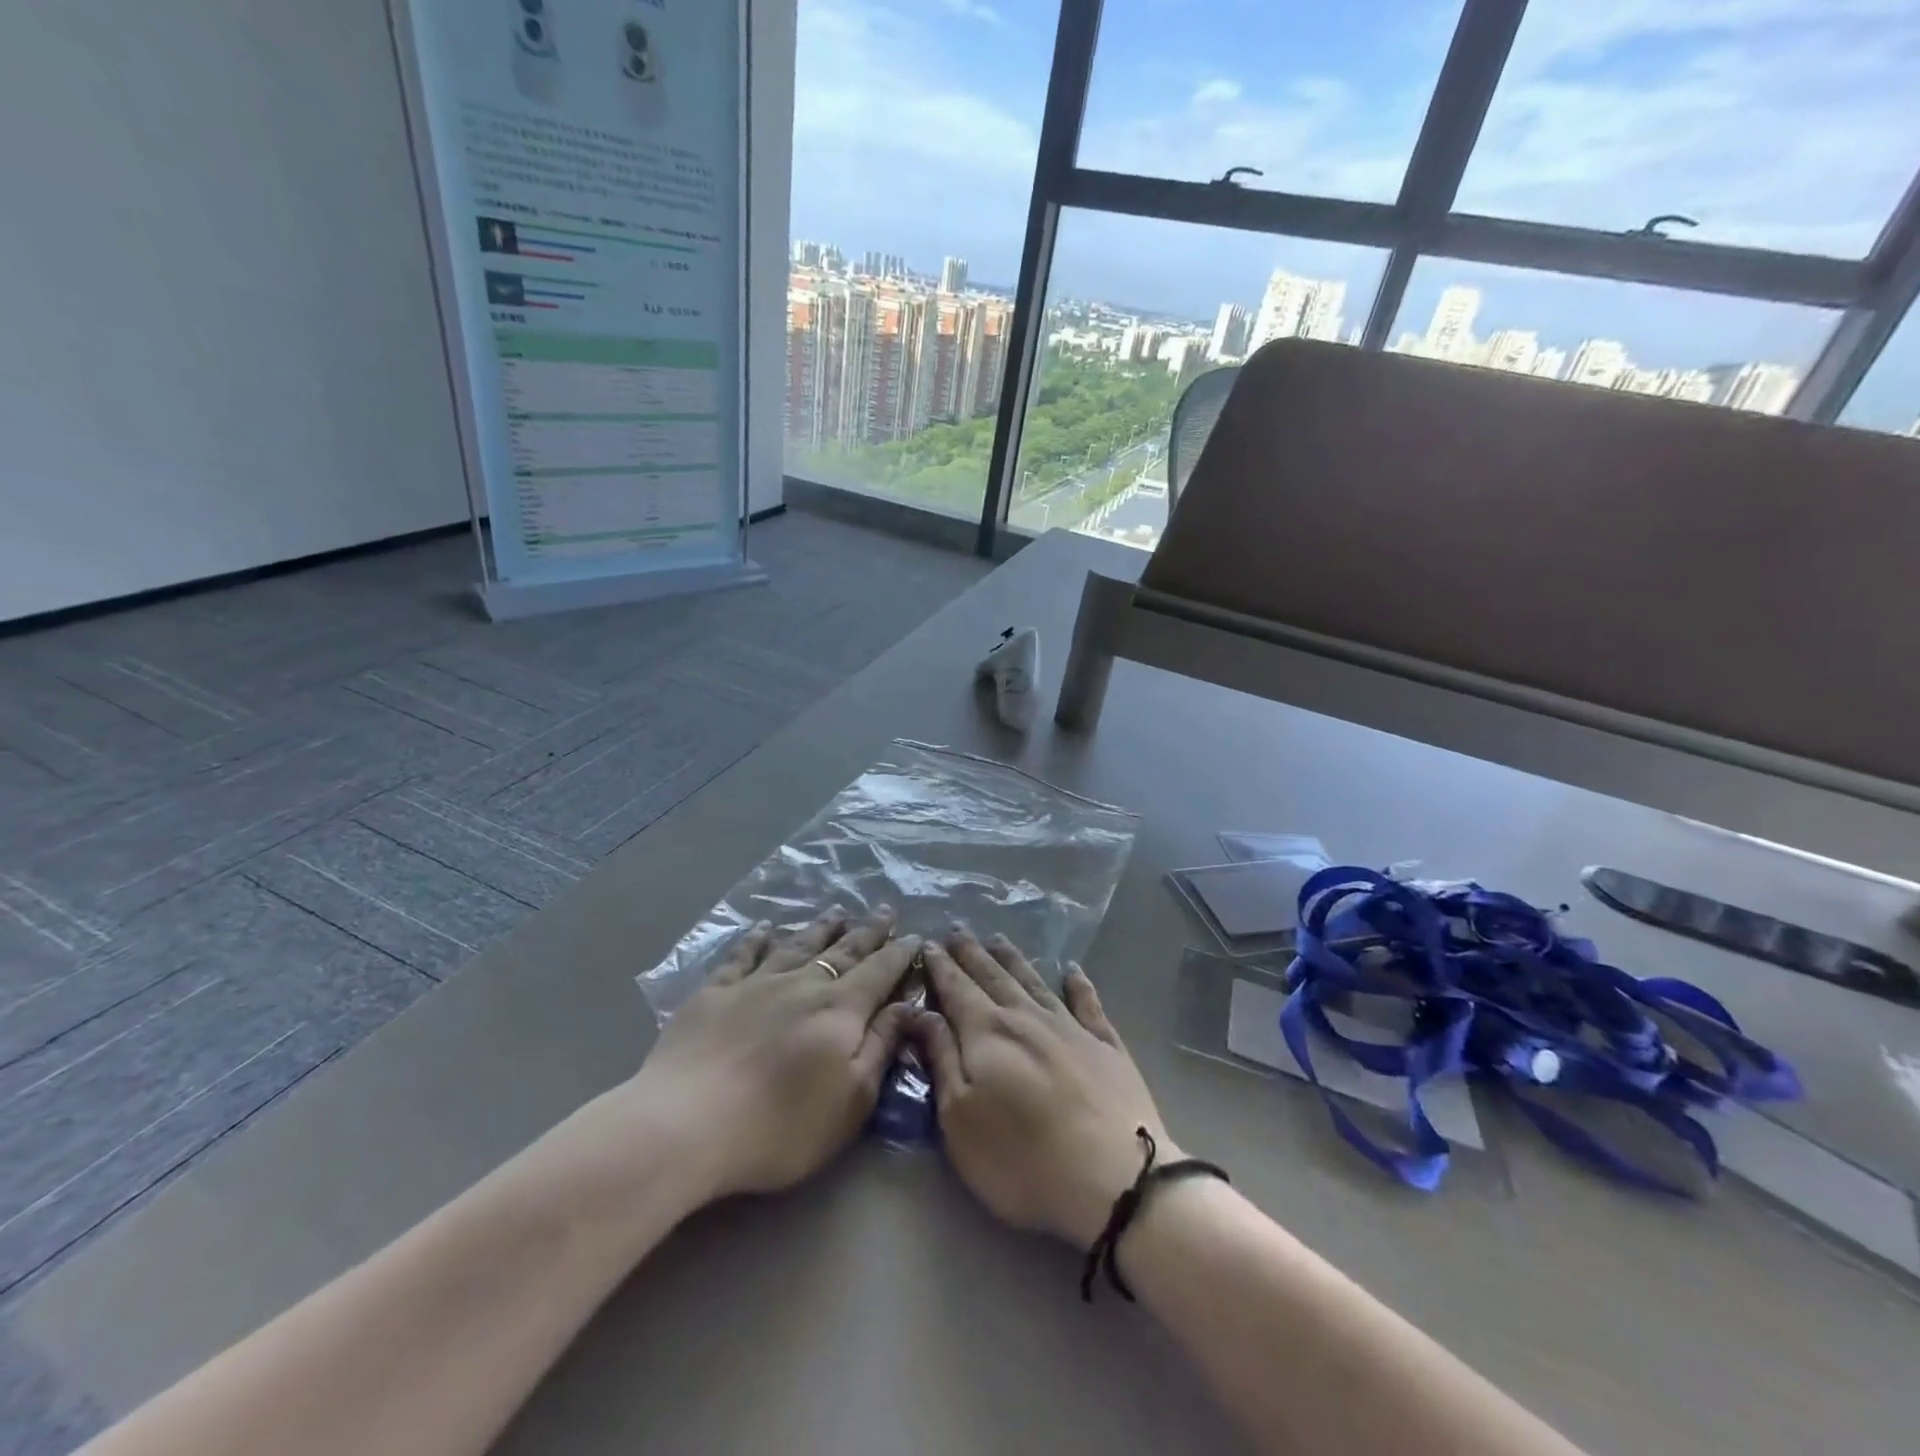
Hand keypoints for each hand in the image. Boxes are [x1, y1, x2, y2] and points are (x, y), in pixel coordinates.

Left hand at [627, 905, 919, 1202]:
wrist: (688, 1123)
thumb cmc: (781, 1125)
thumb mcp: (851, 1099)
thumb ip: (880, 1047)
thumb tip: (906, 1006)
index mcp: (840, 1010)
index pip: (879, 973)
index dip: (899, 954)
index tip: (915, 935)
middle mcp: (803, 985)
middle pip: (843, 951)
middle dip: (868, 931)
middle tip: (885, 910)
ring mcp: (756, 984)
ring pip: (798, 945)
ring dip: (821, 928)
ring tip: (837, 911)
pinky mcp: (715, 993)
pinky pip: (742, 956)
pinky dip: (756, 939)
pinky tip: (764, 928)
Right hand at [909, 926, 1172, 1247]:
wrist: (1113, 1177)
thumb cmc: (1021, 1157)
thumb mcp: (959, 1118)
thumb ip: (941, 1058)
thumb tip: (921, 1012)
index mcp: (987, 1032)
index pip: (956, 989)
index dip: (941, 967)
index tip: (928, 944)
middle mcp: (1027, 1017)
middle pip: (993, 976)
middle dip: (972, 953)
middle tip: (958, 929)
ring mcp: (1070, 1028)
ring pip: (1034, 982)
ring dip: (1013, 959)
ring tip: (998, 939)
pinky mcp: (1106, 1046)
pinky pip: (1088, 1003)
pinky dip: (1079, 984)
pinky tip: (1073, 970)